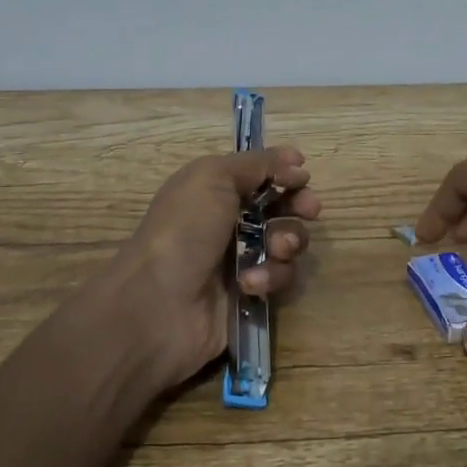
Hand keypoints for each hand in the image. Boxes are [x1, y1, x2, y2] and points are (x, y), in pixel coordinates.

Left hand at [110, 146, 321, 387]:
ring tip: (274, 250)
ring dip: (287, 242)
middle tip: (309, 210)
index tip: (303, 177)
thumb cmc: (183, 231)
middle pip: (281, 207)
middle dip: (298, 206)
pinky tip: (248, 283)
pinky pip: (279, 278)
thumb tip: (295, 161)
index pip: (261, 176)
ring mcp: (240, 260)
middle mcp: (229, 222)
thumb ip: (257, 164)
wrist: (157, 305)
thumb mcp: (213, 178)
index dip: (285, 174)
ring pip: (286, 243)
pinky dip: (269, 277)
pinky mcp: (249, 294)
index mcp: (215, 190)